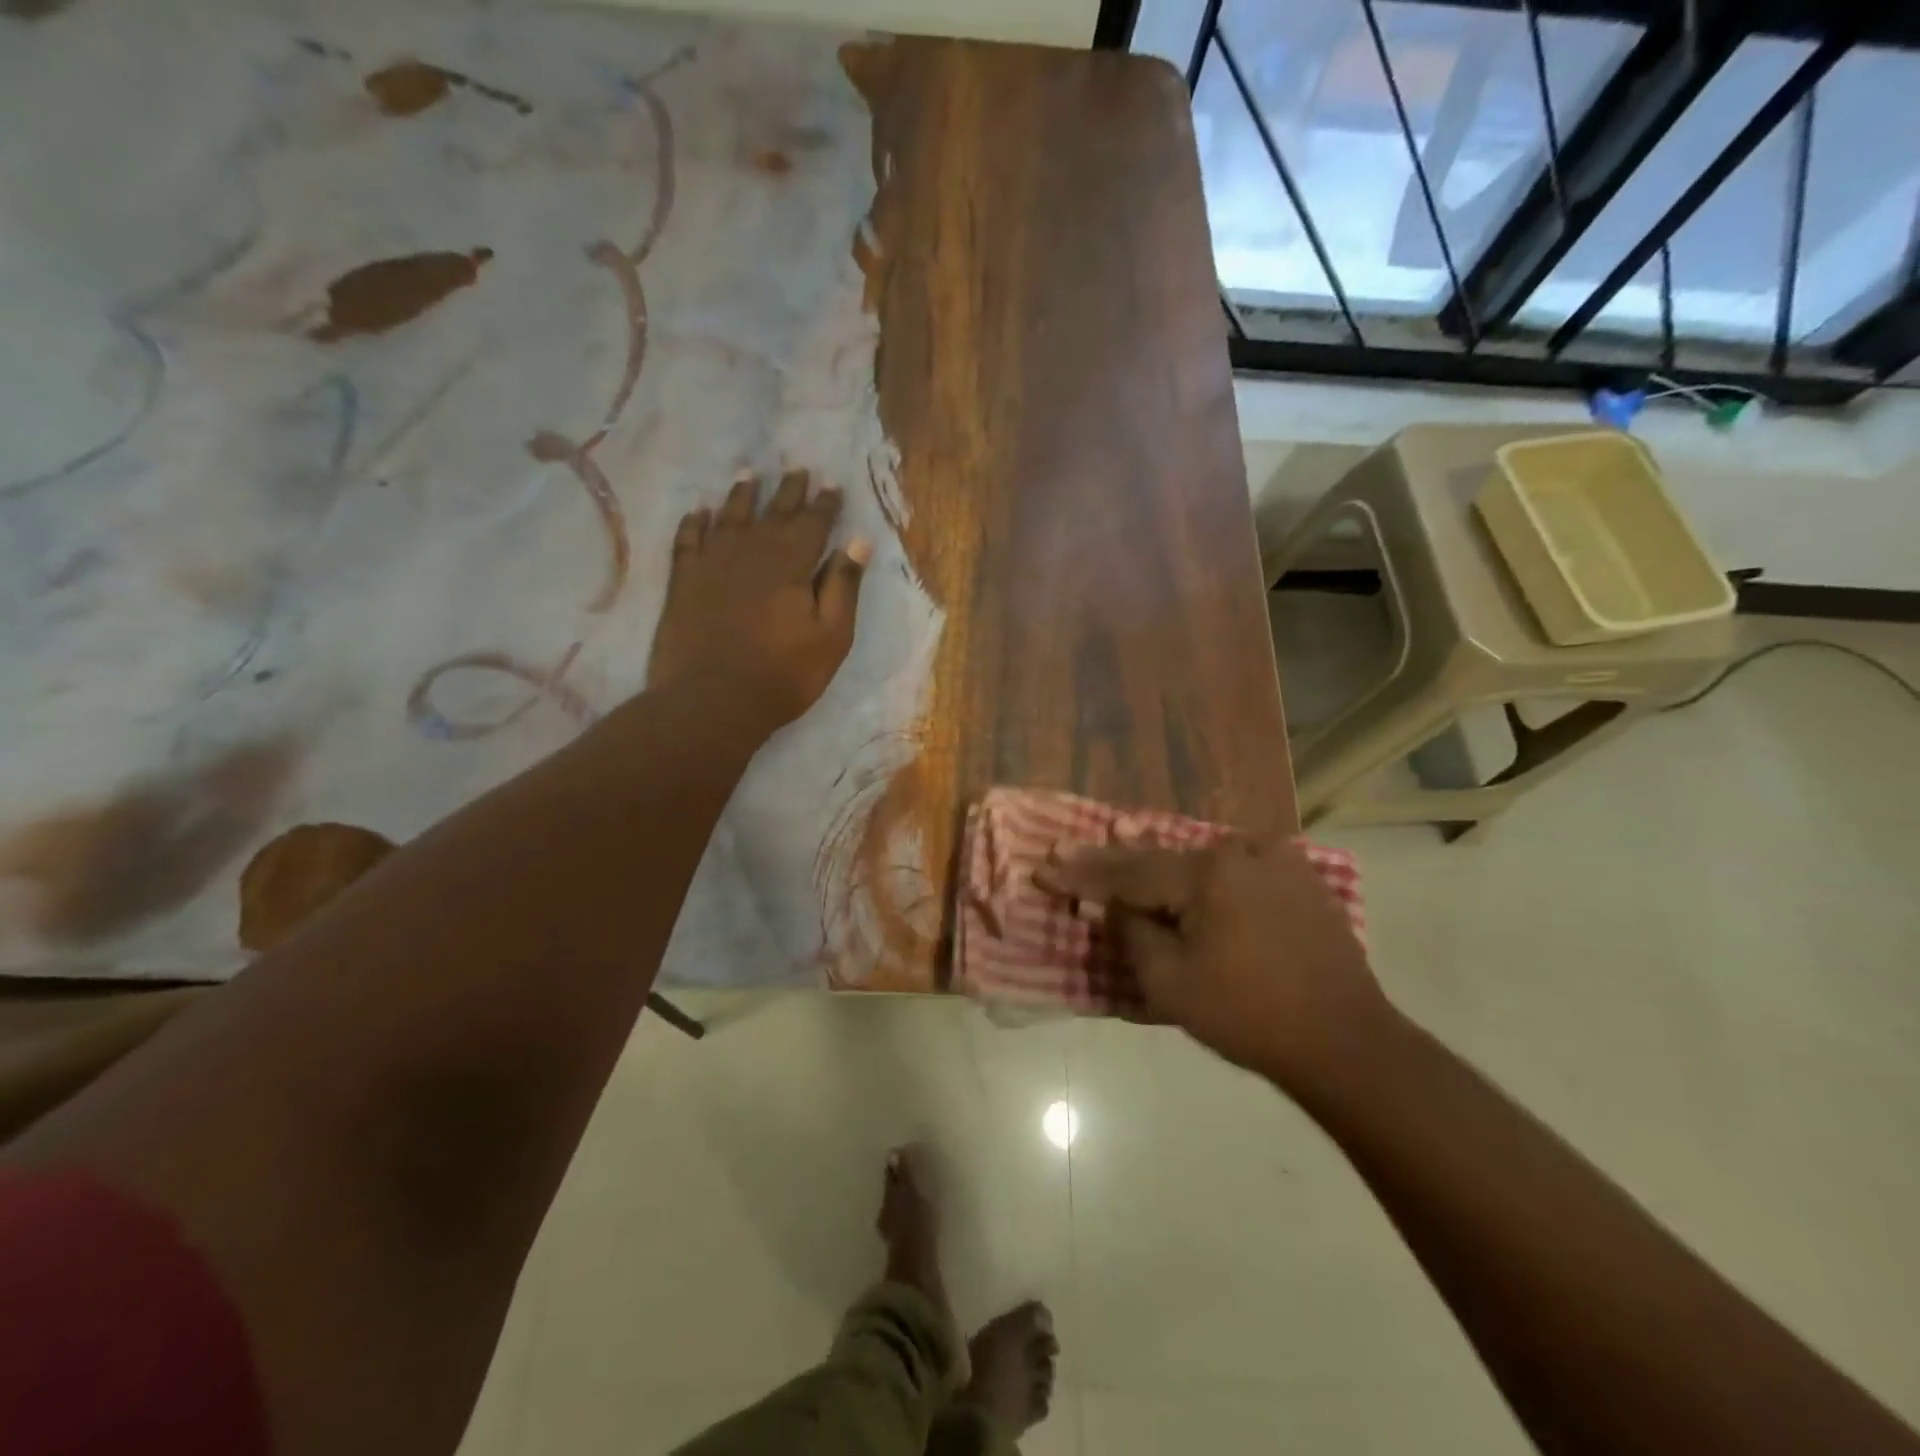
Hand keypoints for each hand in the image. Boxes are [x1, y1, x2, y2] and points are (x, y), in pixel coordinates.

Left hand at [646, 471, 869, 725]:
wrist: (711, 700)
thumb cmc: (782, 675)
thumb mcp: (830, 637)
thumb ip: (843, 587)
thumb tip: (858, 542)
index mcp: (791, 564)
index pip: (813, 524)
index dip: (825, 504)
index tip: (832, 484)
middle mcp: (751, 552)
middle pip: (773, 513)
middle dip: (789, 491)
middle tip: (797, 469)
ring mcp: (712, 563)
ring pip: (729, 517)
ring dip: (742, 495)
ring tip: (749, 475)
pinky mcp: (684, 581)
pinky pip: (688, 539)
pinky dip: (695, 523)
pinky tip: (700, 512)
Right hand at [1037, 835, 1391, 1090]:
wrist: (1346, 1042)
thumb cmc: (1249, 1017)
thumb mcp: (1171, 984)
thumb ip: (1133, 933)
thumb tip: (1115, 905)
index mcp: (1207, 874)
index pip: (1128, 872)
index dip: (1081, 873)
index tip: (1044, 867)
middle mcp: (1240, 852)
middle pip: (1162, 858)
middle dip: (1116, 862)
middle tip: (1071, 853)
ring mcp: (1276, 861)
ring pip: (1200, 859)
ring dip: (1160, 865)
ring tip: (1122, 854)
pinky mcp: (1300, 879)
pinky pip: (1235, 866)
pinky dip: (1204, 872)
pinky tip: (1188, 870)